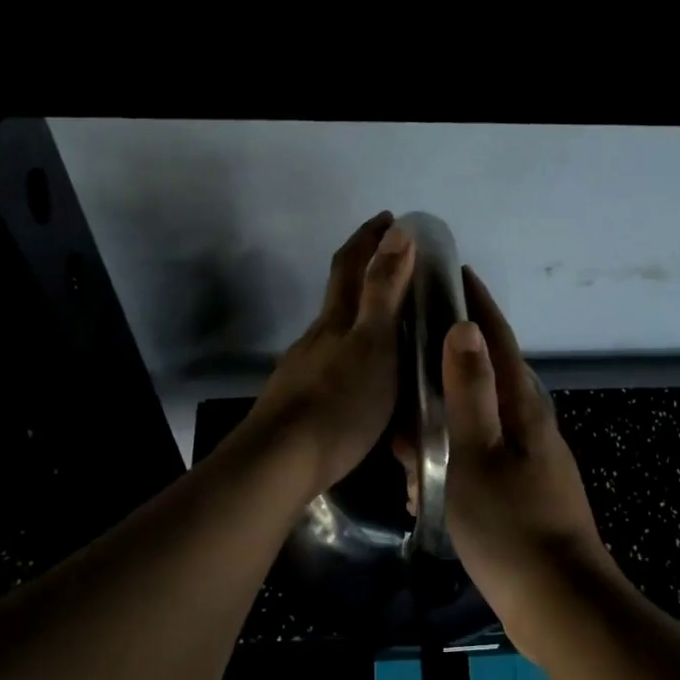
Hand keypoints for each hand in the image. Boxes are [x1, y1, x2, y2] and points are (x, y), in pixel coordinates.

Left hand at [245, 211, 416, 500]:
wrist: (282, 462)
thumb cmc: (340, 402)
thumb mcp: (373, 344)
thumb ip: (384, 291)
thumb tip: (398, 232)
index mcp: (337, 319)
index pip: (351, 264)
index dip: (369, 237)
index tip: (390, 218)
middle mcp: (317, 337)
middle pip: (338, 293)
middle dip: (363, 269)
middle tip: (397, 263)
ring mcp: (304, 368)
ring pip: (335, 331)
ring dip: (360, 316)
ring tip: (392, 327)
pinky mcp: (300, 400)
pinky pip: (333, 364)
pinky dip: (353, 354)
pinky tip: (365, 377)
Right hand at [441, 268, 616, 656]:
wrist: (559, 603)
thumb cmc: (512, 525)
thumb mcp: (479, 455)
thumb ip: (471, 393)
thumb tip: (466, 329)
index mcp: (524, 409)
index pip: (498, 341)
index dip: (478, 306)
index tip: (455, 272)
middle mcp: (531, 427)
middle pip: (487, 378)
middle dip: (449, 363)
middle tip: (407, 356)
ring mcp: (530, 461)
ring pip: (478, 423)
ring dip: (443, 420)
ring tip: (403, 430)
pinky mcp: (522, 492)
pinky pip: (478, 459)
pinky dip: (449, 459)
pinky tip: (423, 481)